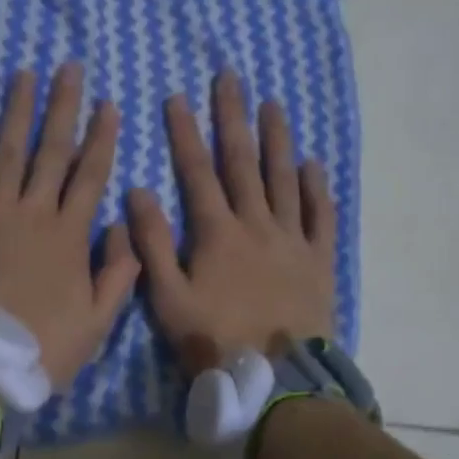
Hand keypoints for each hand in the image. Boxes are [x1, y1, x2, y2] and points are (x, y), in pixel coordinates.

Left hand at [0, 62, 141, 388]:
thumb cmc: (43, 347)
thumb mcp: (98, 321)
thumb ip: (118, 272)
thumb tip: (123, 225)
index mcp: (70, 235)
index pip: (91, 175)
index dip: (101, 138)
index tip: (108, 104)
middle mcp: (34, 213)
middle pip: (52, 151)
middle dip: (63, 107)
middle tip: (69, 68)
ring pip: (9, 153)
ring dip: (18, 112)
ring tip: (25, 74)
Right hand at [128, 71, 335, 374]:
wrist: (277, 379)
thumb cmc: (215, 340)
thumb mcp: (168, 299)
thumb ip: (152, 245)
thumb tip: (138, 192)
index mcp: (218, 233)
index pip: (197, 172)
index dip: (185, 133)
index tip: (178, 97)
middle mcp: (257, 224)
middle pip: (243, 162)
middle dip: (233, 118)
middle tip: (231, 78)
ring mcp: (292, 240)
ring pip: (284, 179)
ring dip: (277, 140)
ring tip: (273, 105)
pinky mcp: (319, 260)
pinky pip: (319, 216)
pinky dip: (316, 188)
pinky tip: (312, 165)